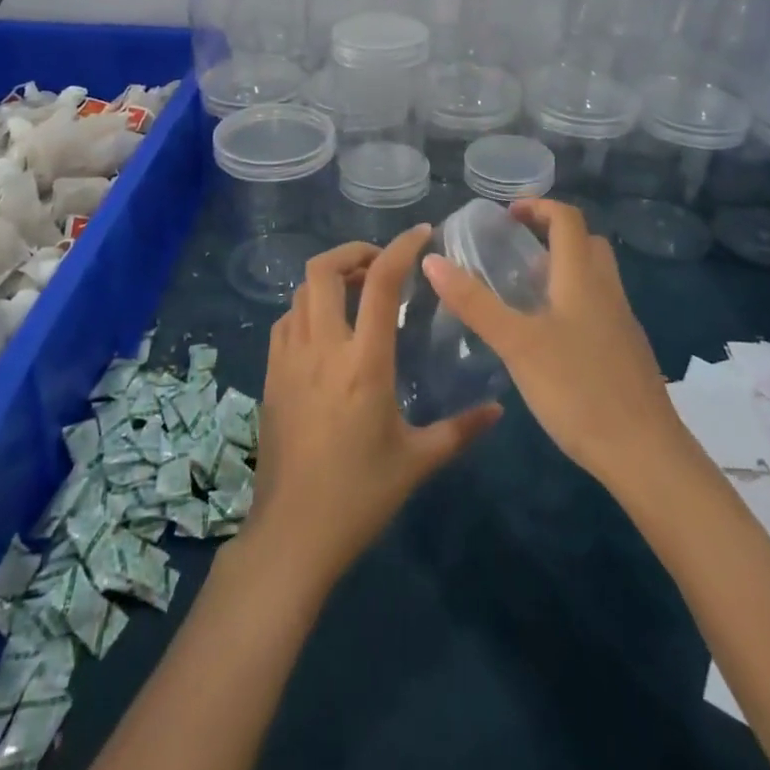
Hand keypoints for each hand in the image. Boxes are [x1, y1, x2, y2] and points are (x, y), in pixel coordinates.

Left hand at [245, 227, 501, 588]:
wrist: (292, 534)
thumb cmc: (360, 496)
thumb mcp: (418, 462)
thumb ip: (460, 430)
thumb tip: (499, 410)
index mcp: (364, 363)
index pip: (380, 282)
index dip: (401, 248)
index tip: (421, 234)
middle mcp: (322, 348)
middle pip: (323, 269)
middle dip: (352, 251)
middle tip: (380, 262)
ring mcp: (289, 359)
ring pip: (300, 291)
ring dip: (328, 278)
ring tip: (356, 290)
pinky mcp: (270, 374)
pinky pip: (286, 320)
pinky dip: (307, 306)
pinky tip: (326, 328)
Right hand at [420, 199, 677, 489]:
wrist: (645, 454)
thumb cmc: (578, 389)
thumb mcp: (516, 344)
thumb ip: (475, 302)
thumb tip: (432, 260)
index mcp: (582, 278)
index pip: (567, 219)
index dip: (538, 206)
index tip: (506, 214)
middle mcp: (607, 291)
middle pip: (586, 242)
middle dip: (552, 234)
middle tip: (515, 248)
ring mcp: (622, 322)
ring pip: (594, 276)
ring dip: (562, 268)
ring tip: (523, 291)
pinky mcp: (626, 352)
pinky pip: (598, 306)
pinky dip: (572, 300)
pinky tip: (548, 336)